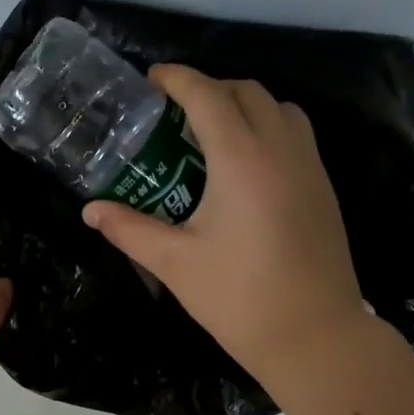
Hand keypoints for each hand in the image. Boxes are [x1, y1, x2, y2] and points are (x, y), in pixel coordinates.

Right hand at [82, 65, 370, 392]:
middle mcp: (281, 148)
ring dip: (243, 106)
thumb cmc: (238, 297)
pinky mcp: (323, 188)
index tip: (151, 80)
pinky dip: (267, 128)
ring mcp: (310, 166)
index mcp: (242, 158)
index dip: (177, 79)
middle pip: (246, 91)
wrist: (313, 334)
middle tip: (173, 114)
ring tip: (210, 135)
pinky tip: (242, 168)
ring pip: (278, 108)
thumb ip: (130, 229)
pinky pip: (295, 134)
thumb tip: (90, 211)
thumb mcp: (175, 263)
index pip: (208, 95)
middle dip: (208, 89)